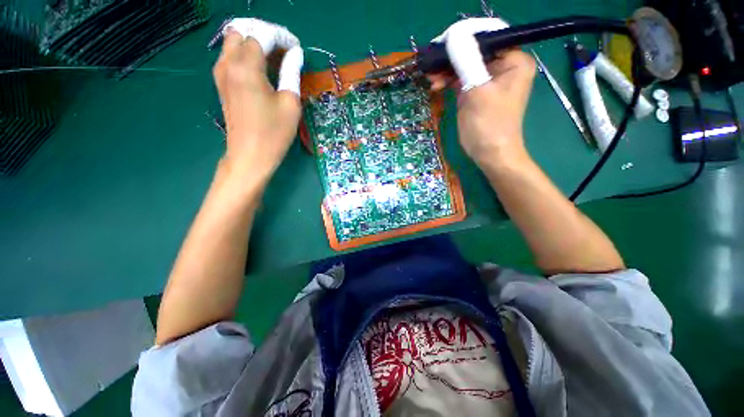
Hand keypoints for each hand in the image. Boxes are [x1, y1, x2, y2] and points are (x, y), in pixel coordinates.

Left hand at [212, 19, 303, 181]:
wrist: (250, 156)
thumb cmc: (274, 133)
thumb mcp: (290, 104)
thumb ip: (291, 73)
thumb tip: (295, 54)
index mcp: (246, 67)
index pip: (261, 35)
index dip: (281, 37)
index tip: (296, 48)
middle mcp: (228, 64)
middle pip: (241, 30)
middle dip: (264, 33)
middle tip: (284, 49)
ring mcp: (221, 73)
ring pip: (233, 41)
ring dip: (253, 42)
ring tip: (275, 57)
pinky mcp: (221, 84)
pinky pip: (230, 56)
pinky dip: (245, 53)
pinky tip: (262, 68)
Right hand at [428, 18, 536, 168]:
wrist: (490, 154)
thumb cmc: (489, 125)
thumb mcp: (478, 92)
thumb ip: (467, 62)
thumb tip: (453, 35)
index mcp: (513, 60)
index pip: (487, 37)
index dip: (464, 37)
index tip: (441, 44)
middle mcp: (503, 66)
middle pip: (474, 50)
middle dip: (451, 57)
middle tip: (431, 64)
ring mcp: (488, 79)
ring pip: (465, 65)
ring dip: (447, 70)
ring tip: (431, 78)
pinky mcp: (476, 92)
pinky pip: (461, 79)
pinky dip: (448, 81)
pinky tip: (436, 85)